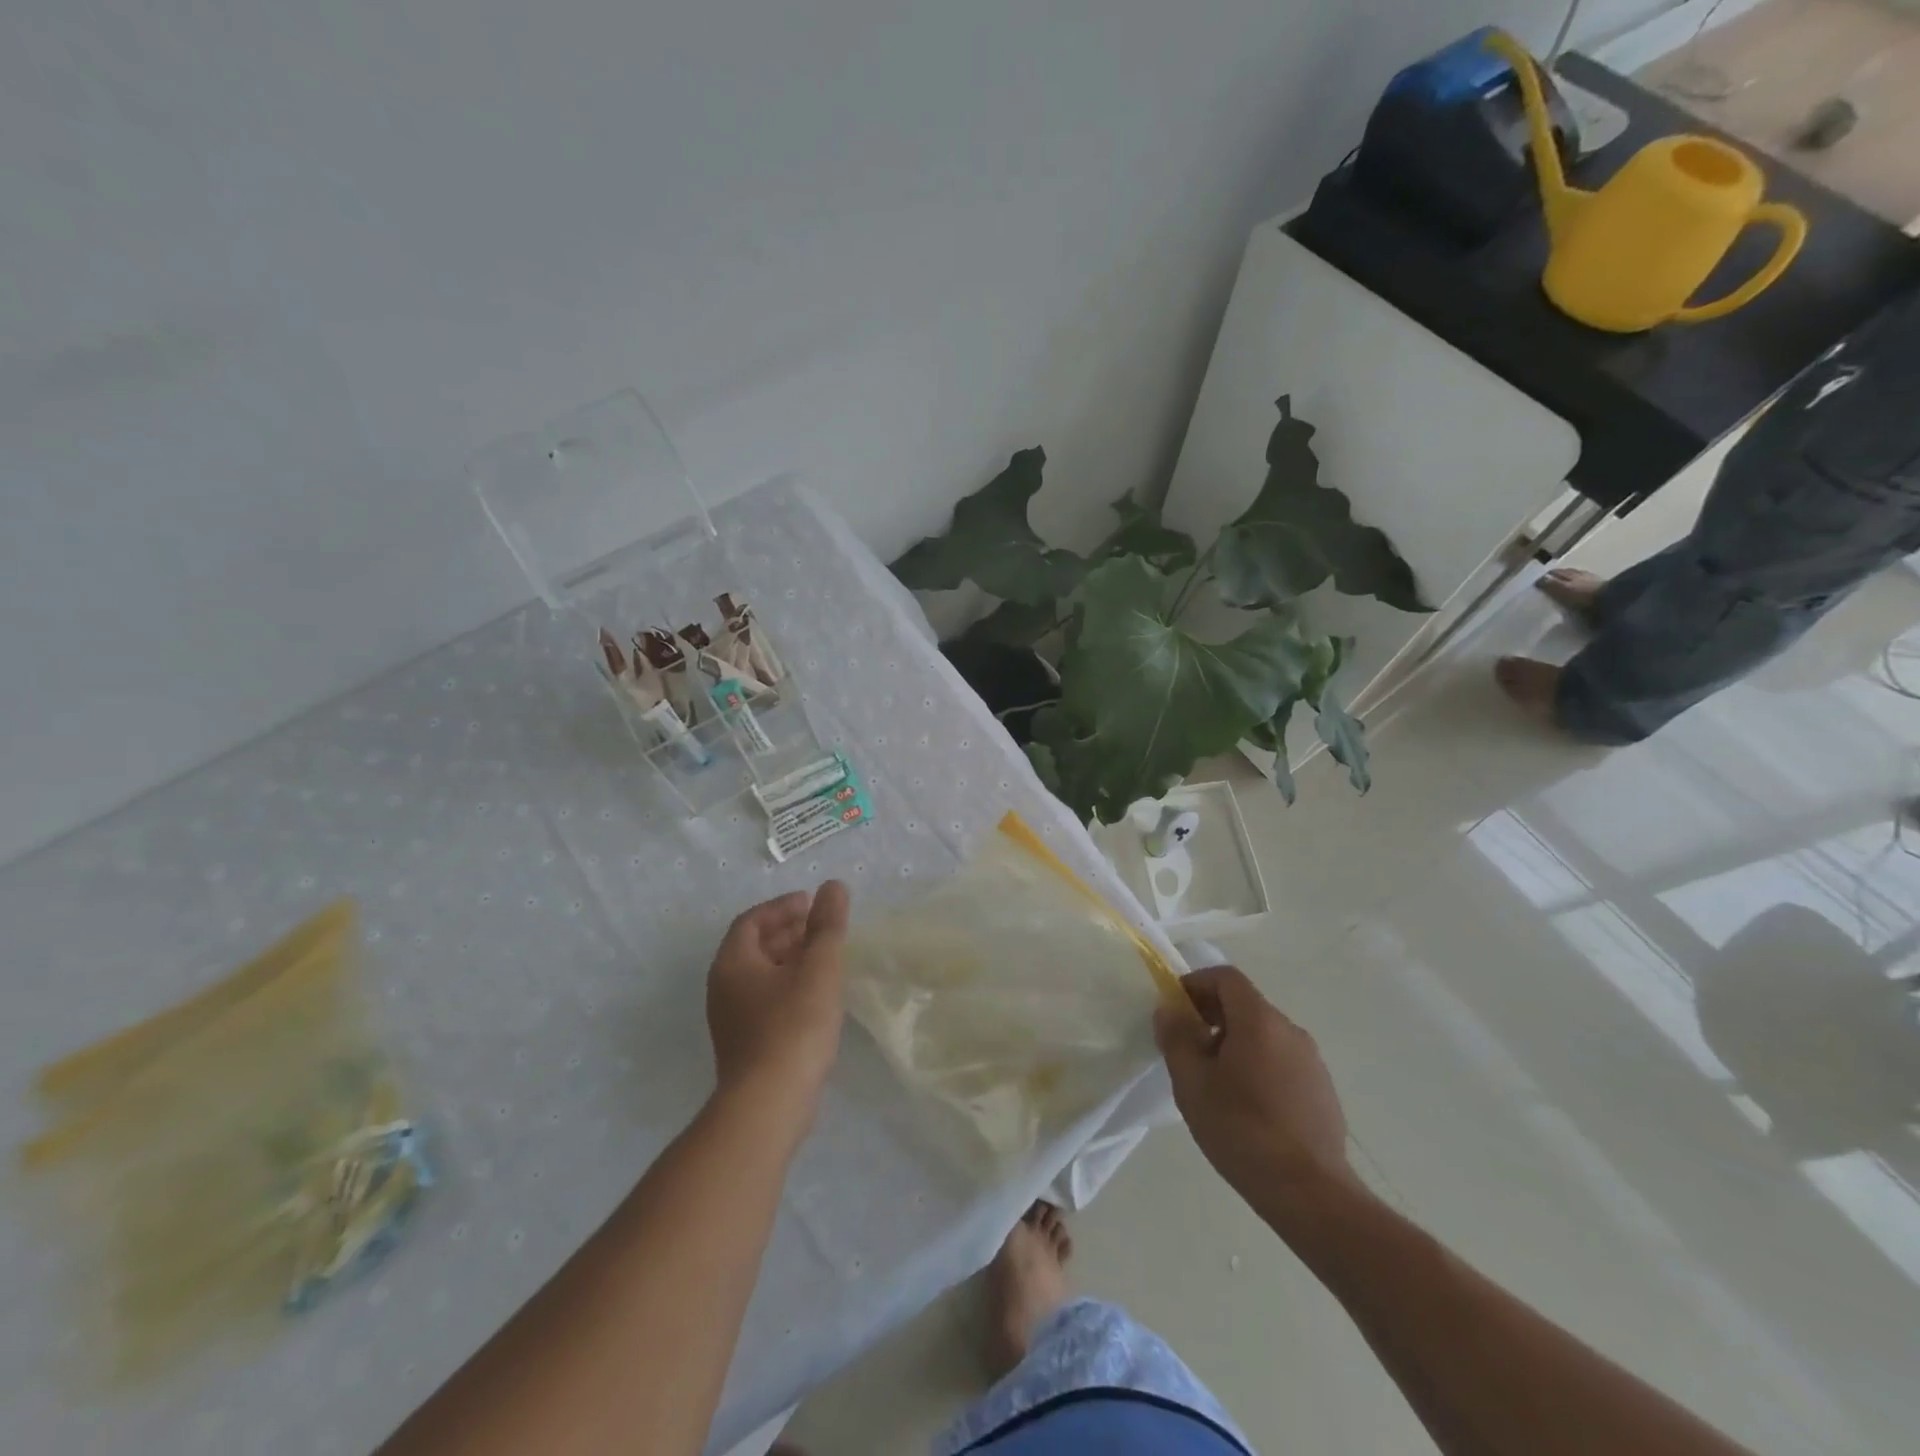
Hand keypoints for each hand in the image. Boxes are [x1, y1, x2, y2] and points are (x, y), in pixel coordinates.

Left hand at [706, 881, 851, 1106]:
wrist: (769, 1104)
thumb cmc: (793, 1025)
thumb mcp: (819, 967)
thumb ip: (827, 925)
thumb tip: (833, 887)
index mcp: (733, 962)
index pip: (751, 920)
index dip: (782, 907)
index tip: (812, 904)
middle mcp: (723, 987)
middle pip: (753, 946)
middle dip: (788, 932)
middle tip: (821, 928)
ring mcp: (731, 1020)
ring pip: (760, 975)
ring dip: (790, 960)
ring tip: (824, 959)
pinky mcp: (745, 1045)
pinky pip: (765, 1000)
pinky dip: (788, 986)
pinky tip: (816, 997)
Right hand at [1155, 965, 1358, 1231]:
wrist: (1311, 1194)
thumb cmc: (1242, 1130)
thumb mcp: (1192, 1083)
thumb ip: (1176, 1038)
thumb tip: (1169, 1011)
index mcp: (1259, 1020)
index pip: (1226, 977)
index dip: (1196, 984)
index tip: (1175, 1008)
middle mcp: (1290, 1031)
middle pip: (1245, 1005)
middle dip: (1211, 1015)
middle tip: (1186, 1047)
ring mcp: (1312, 1062)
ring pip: (1264, 1035)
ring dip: (1234, 1042)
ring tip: (1213, 1080)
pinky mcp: (1322, 1091)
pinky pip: (1282, 1061)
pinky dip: (1258, 1066)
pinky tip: (1246, 1106)